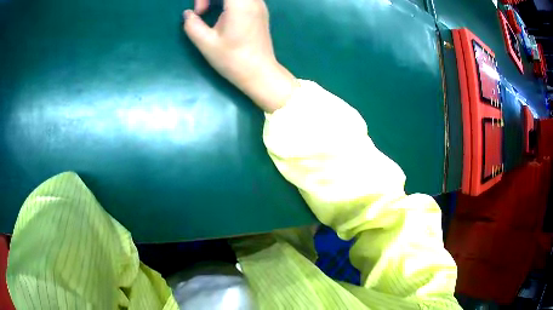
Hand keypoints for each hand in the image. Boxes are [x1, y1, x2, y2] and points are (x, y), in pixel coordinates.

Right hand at [183, 0, 296, 112]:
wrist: (259, 73)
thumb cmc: (233, 60)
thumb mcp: (206, 43)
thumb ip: (192, 25)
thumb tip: (187, 14)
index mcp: (241, 4)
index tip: (200, 12)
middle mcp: (254, 0)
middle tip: (202, 12)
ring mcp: (259, 5)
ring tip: (210, 12)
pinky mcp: (260, 11)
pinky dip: (228, 1)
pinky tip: (222, 14)